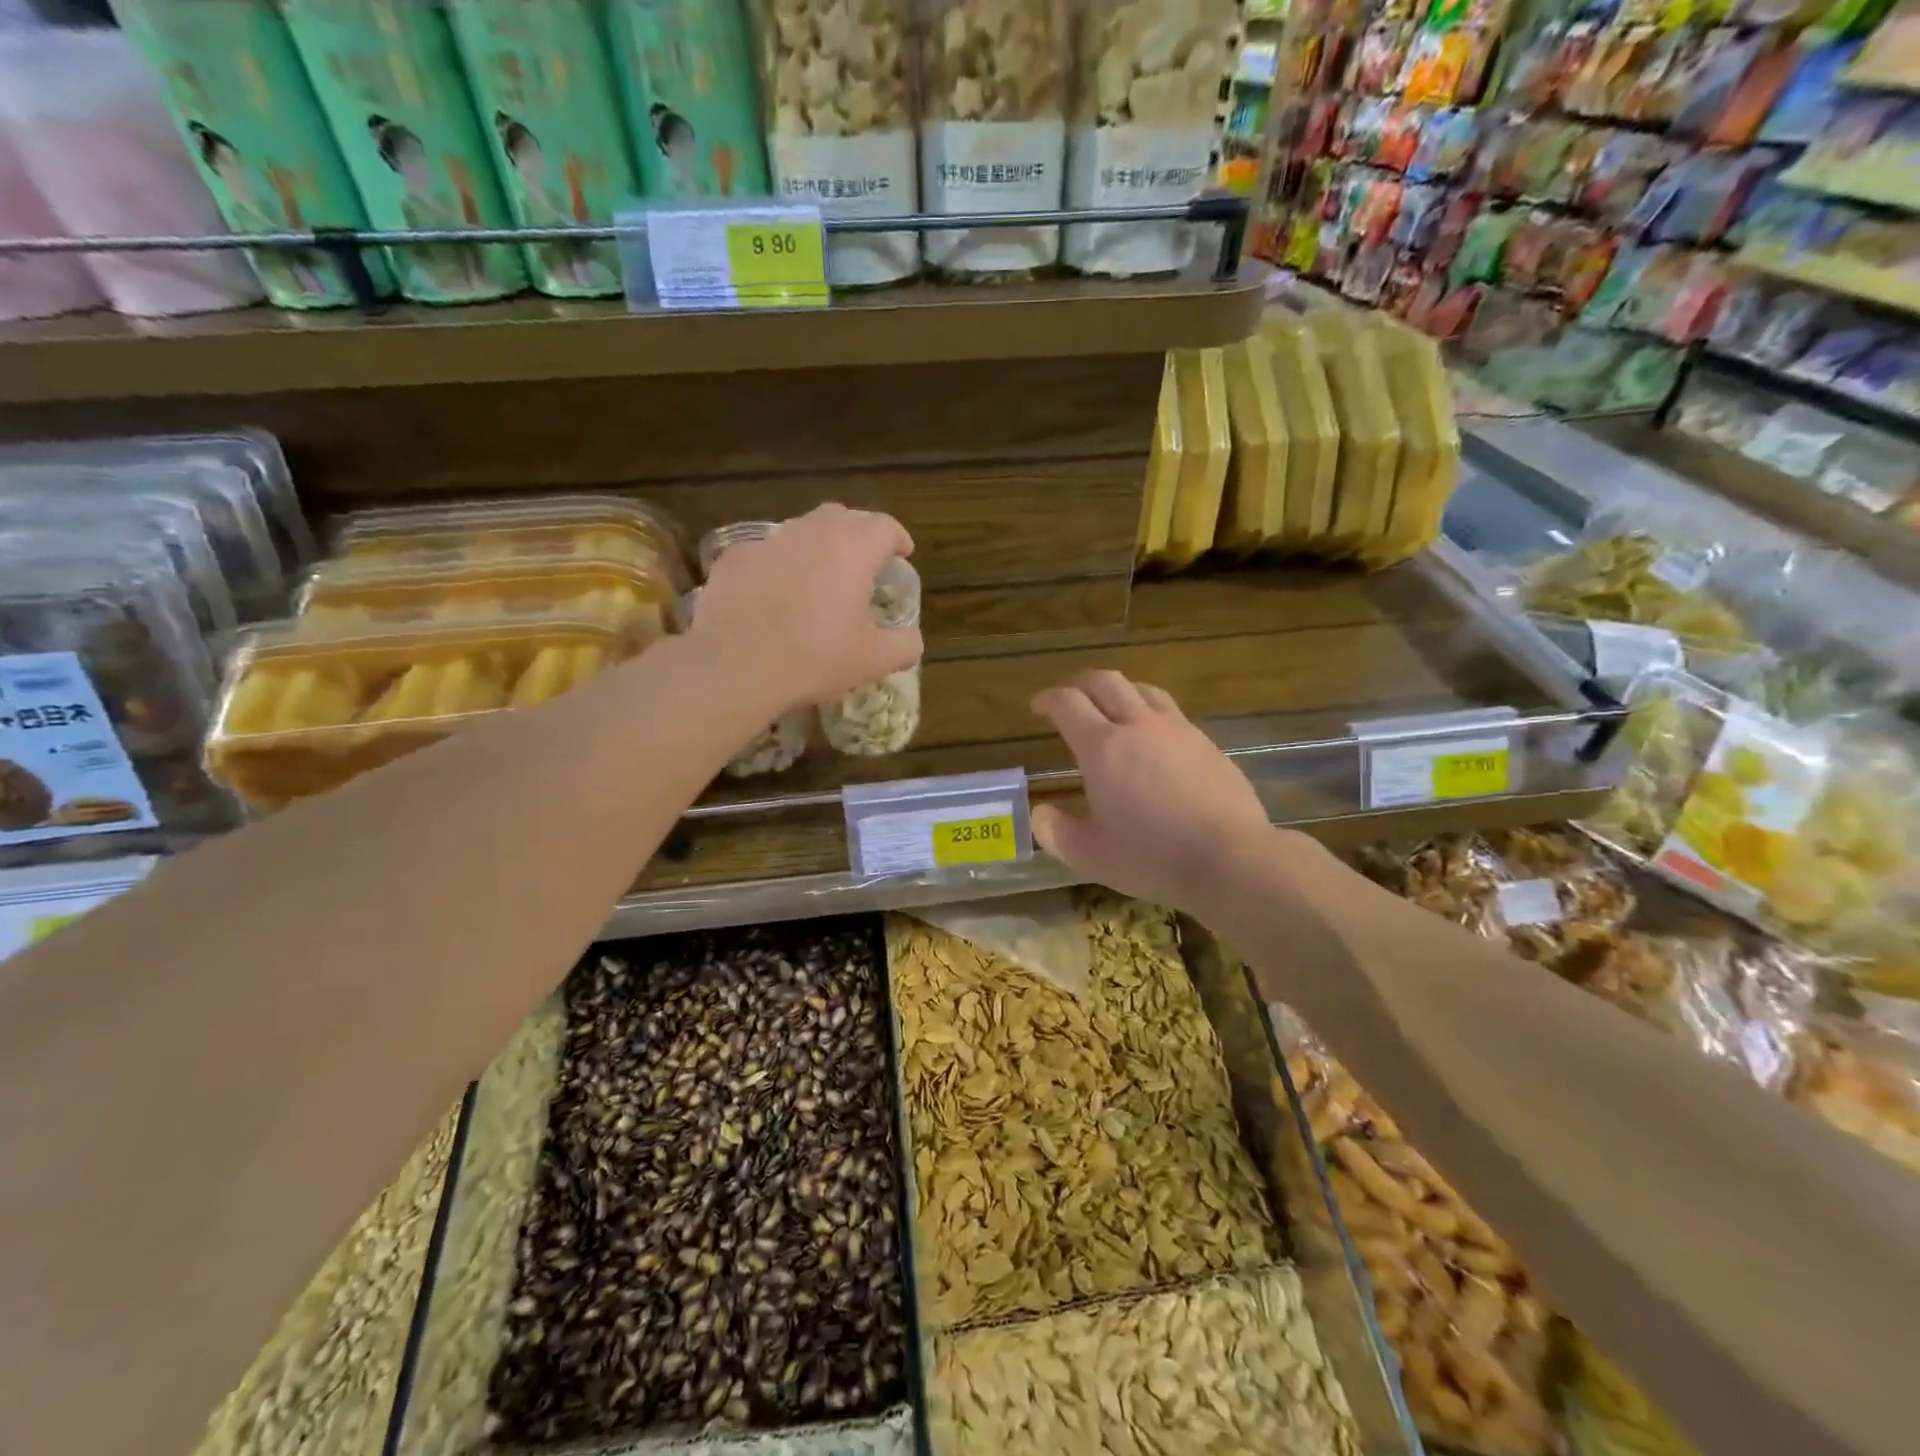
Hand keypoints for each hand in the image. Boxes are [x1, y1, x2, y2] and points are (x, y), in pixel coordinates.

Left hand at [693, 503, 922, 712]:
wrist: (736, 666)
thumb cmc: (815, 659)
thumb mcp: (874, 661)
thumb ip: (905, 644)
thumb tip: (911, 637)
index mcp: (853, 550)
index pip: (885, 526)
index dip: (899, 538)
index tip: (902, 555)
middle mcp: (811, 533)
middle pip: (844, 516)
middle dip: (860, 533)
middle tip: (865, 562)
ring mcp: (769, 541)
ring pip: (802, 529)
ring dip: (819, 545)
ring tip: (820, 575)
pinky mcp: (735, 558)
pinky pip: (767, 552)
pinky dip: (780, 564)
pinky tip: (776, 593)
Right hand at [1031, 671, 1279, 919]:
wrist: (1231, 858)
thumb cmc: (1152, 857)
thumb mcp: (1090, 855)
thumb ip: (1056, 831)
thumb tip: (1040, 813)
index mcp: (1103, 748)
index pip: (1068, 703)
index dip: (1048, 699)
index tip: (1038, 706)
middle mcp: (1139, 726)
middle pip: (1106, 681)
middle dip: (1081, 684)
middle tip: (1071, 700)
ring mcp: (1178, 730)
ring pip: (1143, 690)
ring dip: (1120, 692)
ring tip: (1113, 710)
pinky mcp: (1207, 743)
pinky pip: (1172, 713)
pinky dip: (1151, 714)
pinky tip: (1155, 740)